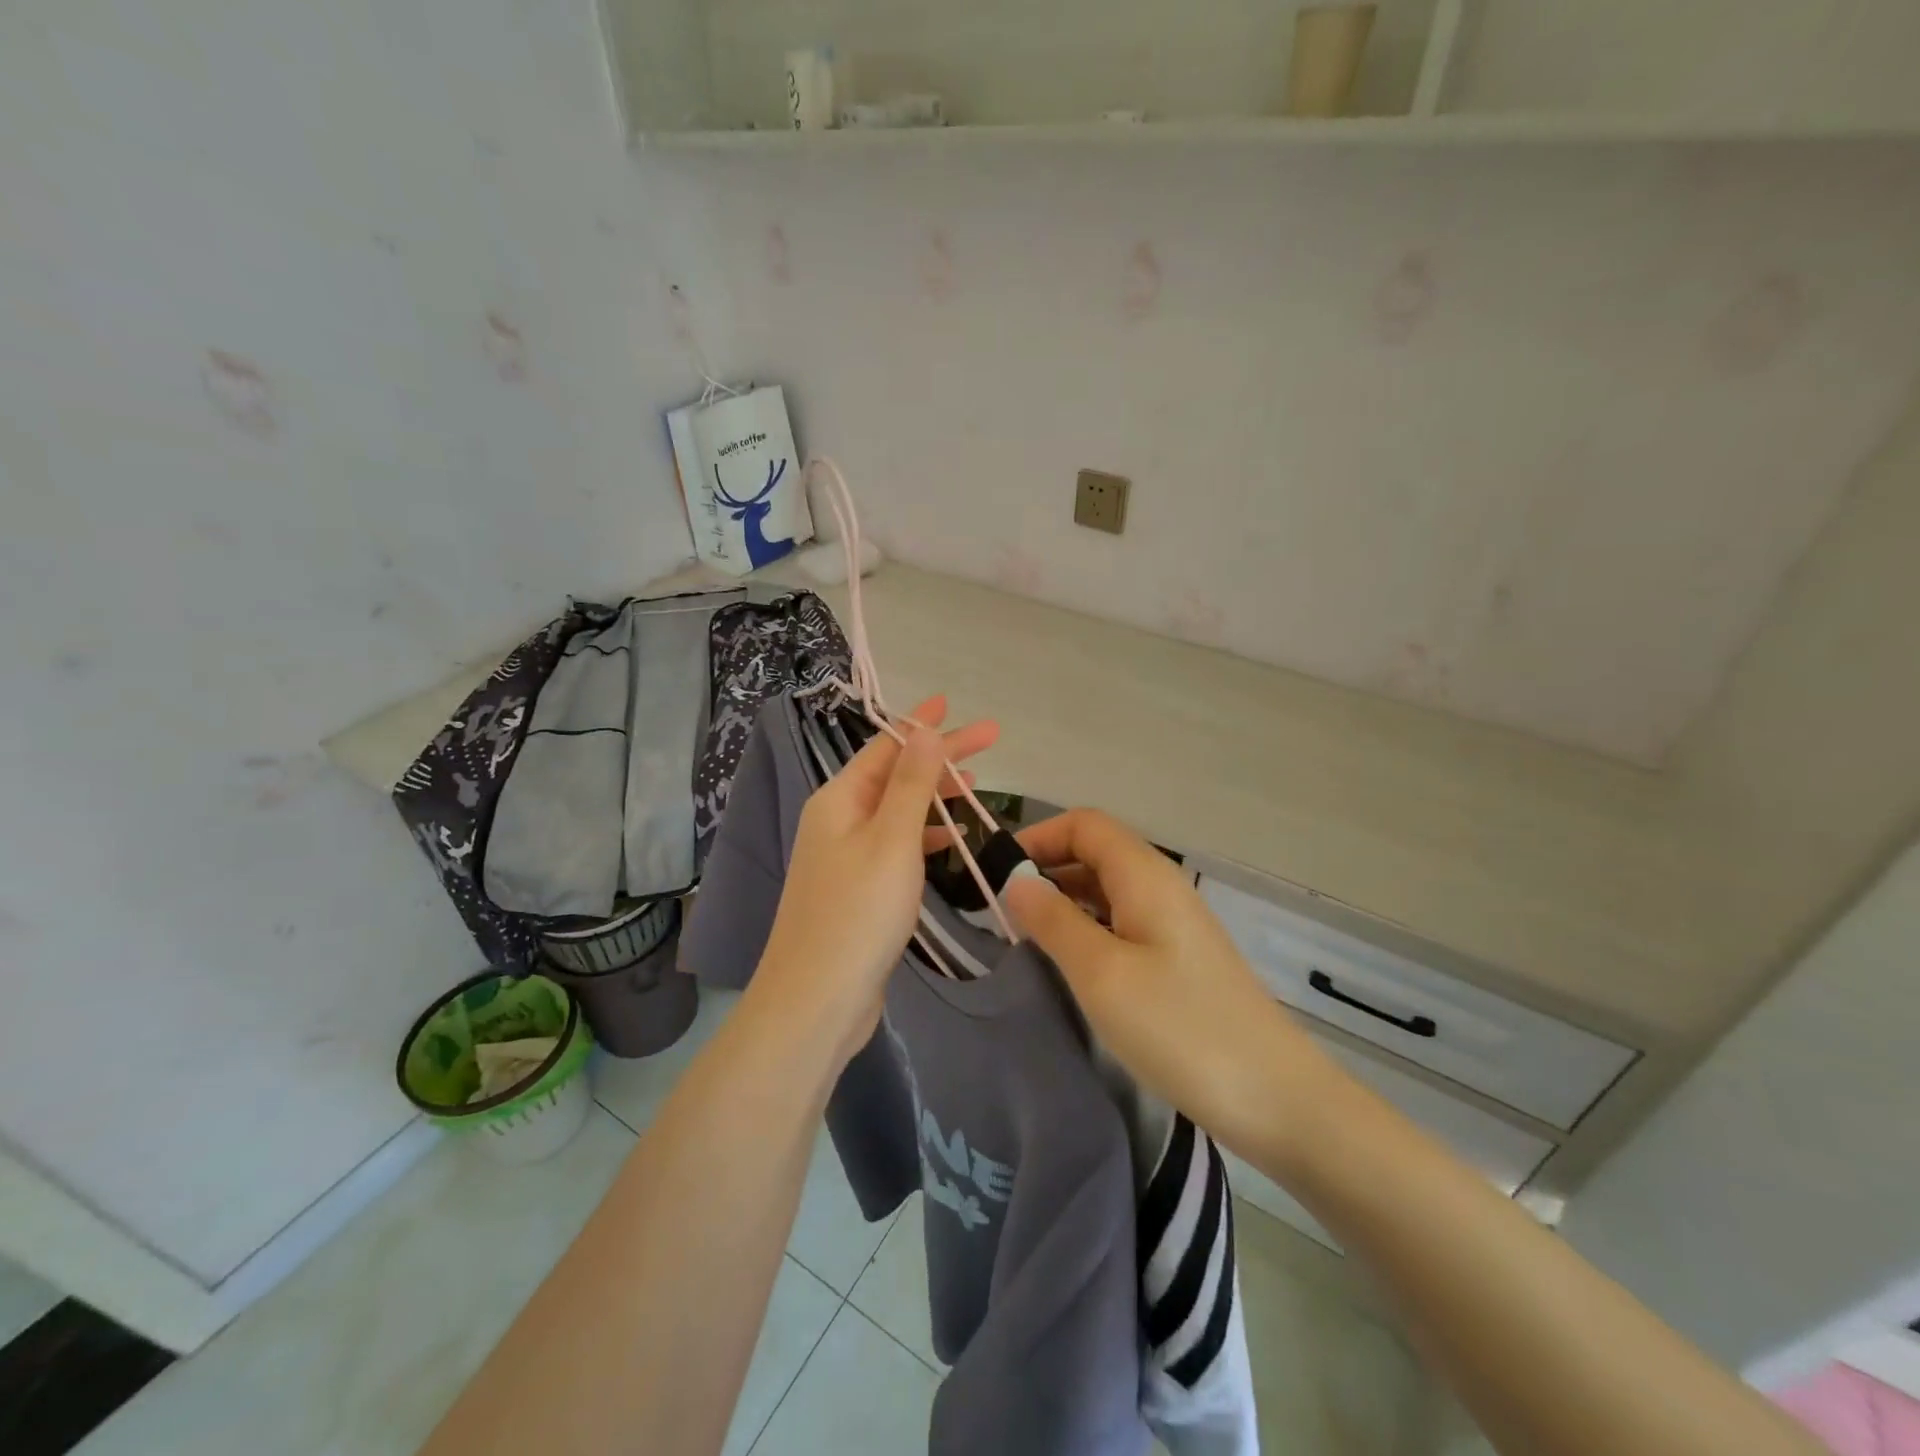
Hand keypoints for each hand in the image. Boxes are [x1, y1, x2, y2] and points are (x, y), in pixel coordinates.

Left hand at [755, 696, 997, 1063]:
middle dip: (939, 758)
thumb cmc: (858, 913)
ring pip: (898, 811)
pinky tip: (954, 841)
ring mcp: (846, 857)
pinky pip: (896, 846)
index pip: (887, 747)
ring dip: (935, 796)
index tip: (956, 706)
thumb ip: (911, 784)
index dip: (923, 725)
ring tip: (977, 786)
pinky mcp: (859, 890)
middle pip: (895, 776)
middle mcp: (838, 820)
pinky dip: (926, 836)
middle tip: (990, 742)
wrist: (817, 1001)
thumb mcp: (892, 840)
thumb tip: (923, 729)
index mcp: (839, 799)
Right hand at [1003, 810, 1336, 1163]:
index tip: (995, 873)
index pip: (1084, 825)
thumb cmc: (1180, 1027)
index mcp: (1145, 875)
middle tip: (1001, 911)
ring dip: (1065, 902)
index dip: (1038, 837)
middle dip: (1046, 869)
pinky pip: (1123, 923)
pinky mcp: (1180, 959)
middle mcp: (1162, 887)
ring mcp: (1174, 924)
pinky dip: (1088, 928)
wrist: (1276, 1098)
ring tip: (1025, 938)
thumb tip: (1016, 881)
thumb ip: (1053, 921)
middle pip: (1096, 852)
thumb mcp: (1101, 973)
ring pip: (1108, 890)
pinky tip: (1070, 964)